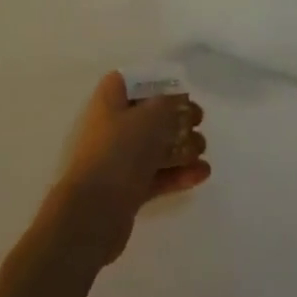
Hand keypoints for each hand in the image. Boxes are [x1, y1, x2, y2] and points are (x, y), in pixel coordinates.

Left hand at [45, 73, 208, 265]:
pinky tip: (202, 173)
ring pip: (155, 147)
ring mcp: (119, 160)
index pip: (132, 82)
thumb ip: (170, 105)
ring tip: (202, 151)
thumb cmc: (120, 153)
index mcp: (109, 101)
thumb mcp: (151, 118)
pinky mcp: (127, 190)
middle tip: (199, 122)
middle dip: (176, 118)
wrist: (94, 213)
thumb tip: (180, 105)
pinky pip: (156, 175)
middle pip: (149, 116)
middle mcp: (112, 127)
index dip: (157, 84)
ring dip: (181, 147)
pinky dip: (178, 173)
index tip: (182, 92)